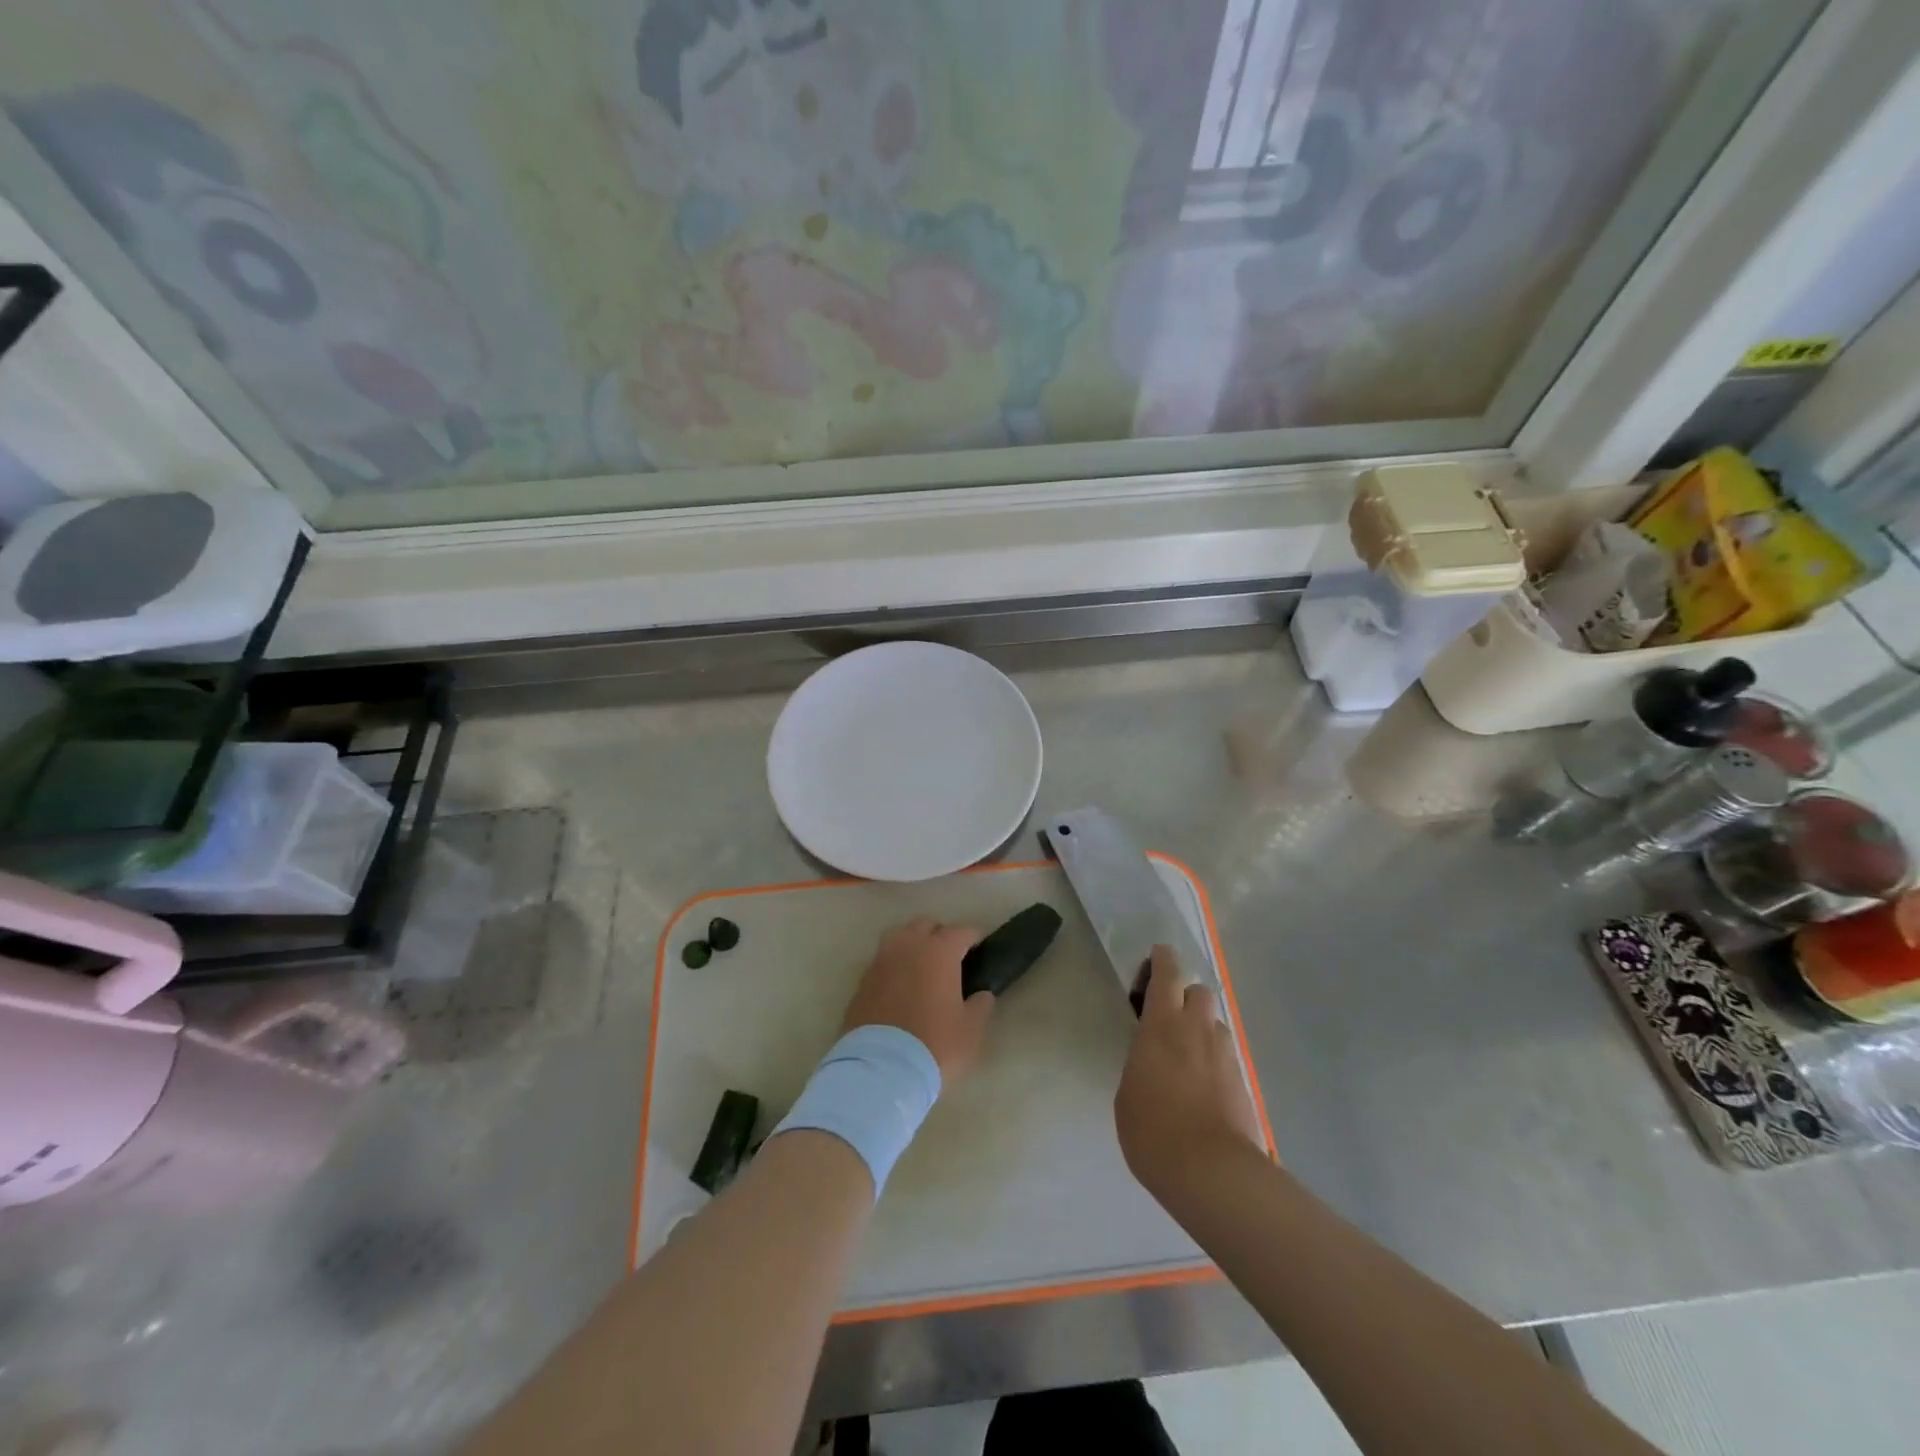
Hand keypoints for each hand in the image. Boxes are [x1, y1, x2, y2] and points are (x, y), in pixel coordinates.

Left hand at [842, 916, 994, 1083]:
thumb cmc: (935, 1045)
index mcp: (939, 951)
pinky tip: (900, 986)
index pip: (961, 931)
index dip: (974, 938)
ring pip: (899, 936)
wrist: (880, 1069)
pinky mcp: (862, 980)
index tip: (980, 949)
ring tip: (922, 965)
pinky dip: (894, 965)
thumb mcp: (970, 1030)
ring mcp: (881, 961)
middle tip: (951, 957)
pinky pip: (882, 961)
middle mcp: (908, 946)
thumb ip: (981, 1006)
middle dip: (940, 934)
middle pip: (926, 925)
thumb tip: (982, 994)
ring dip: (913, 943)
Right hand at [1116, 945, 1263, 1196]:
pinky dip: (1215, 1060)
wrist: (1212, 1172)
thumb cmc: (1153, 1130)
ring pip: (1215, 1023)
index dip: (1163, 960)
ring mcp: (1225, 1054)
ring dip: (1202, 1029)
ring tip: (1188, 1057)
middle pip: (1199, 991)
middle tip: (1170, 1018)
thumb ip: (1141, 1063)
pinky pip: (1226, 1055)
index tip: (1157, 958)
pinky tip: (1205, 1086)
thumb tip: (1151, 1061)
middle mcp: (1197, 1029)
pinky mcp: (1244, 1080)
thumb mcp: (1127, 1093)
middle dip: (1186, 996)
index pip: (1167, 973)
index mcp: (1162, 1024)